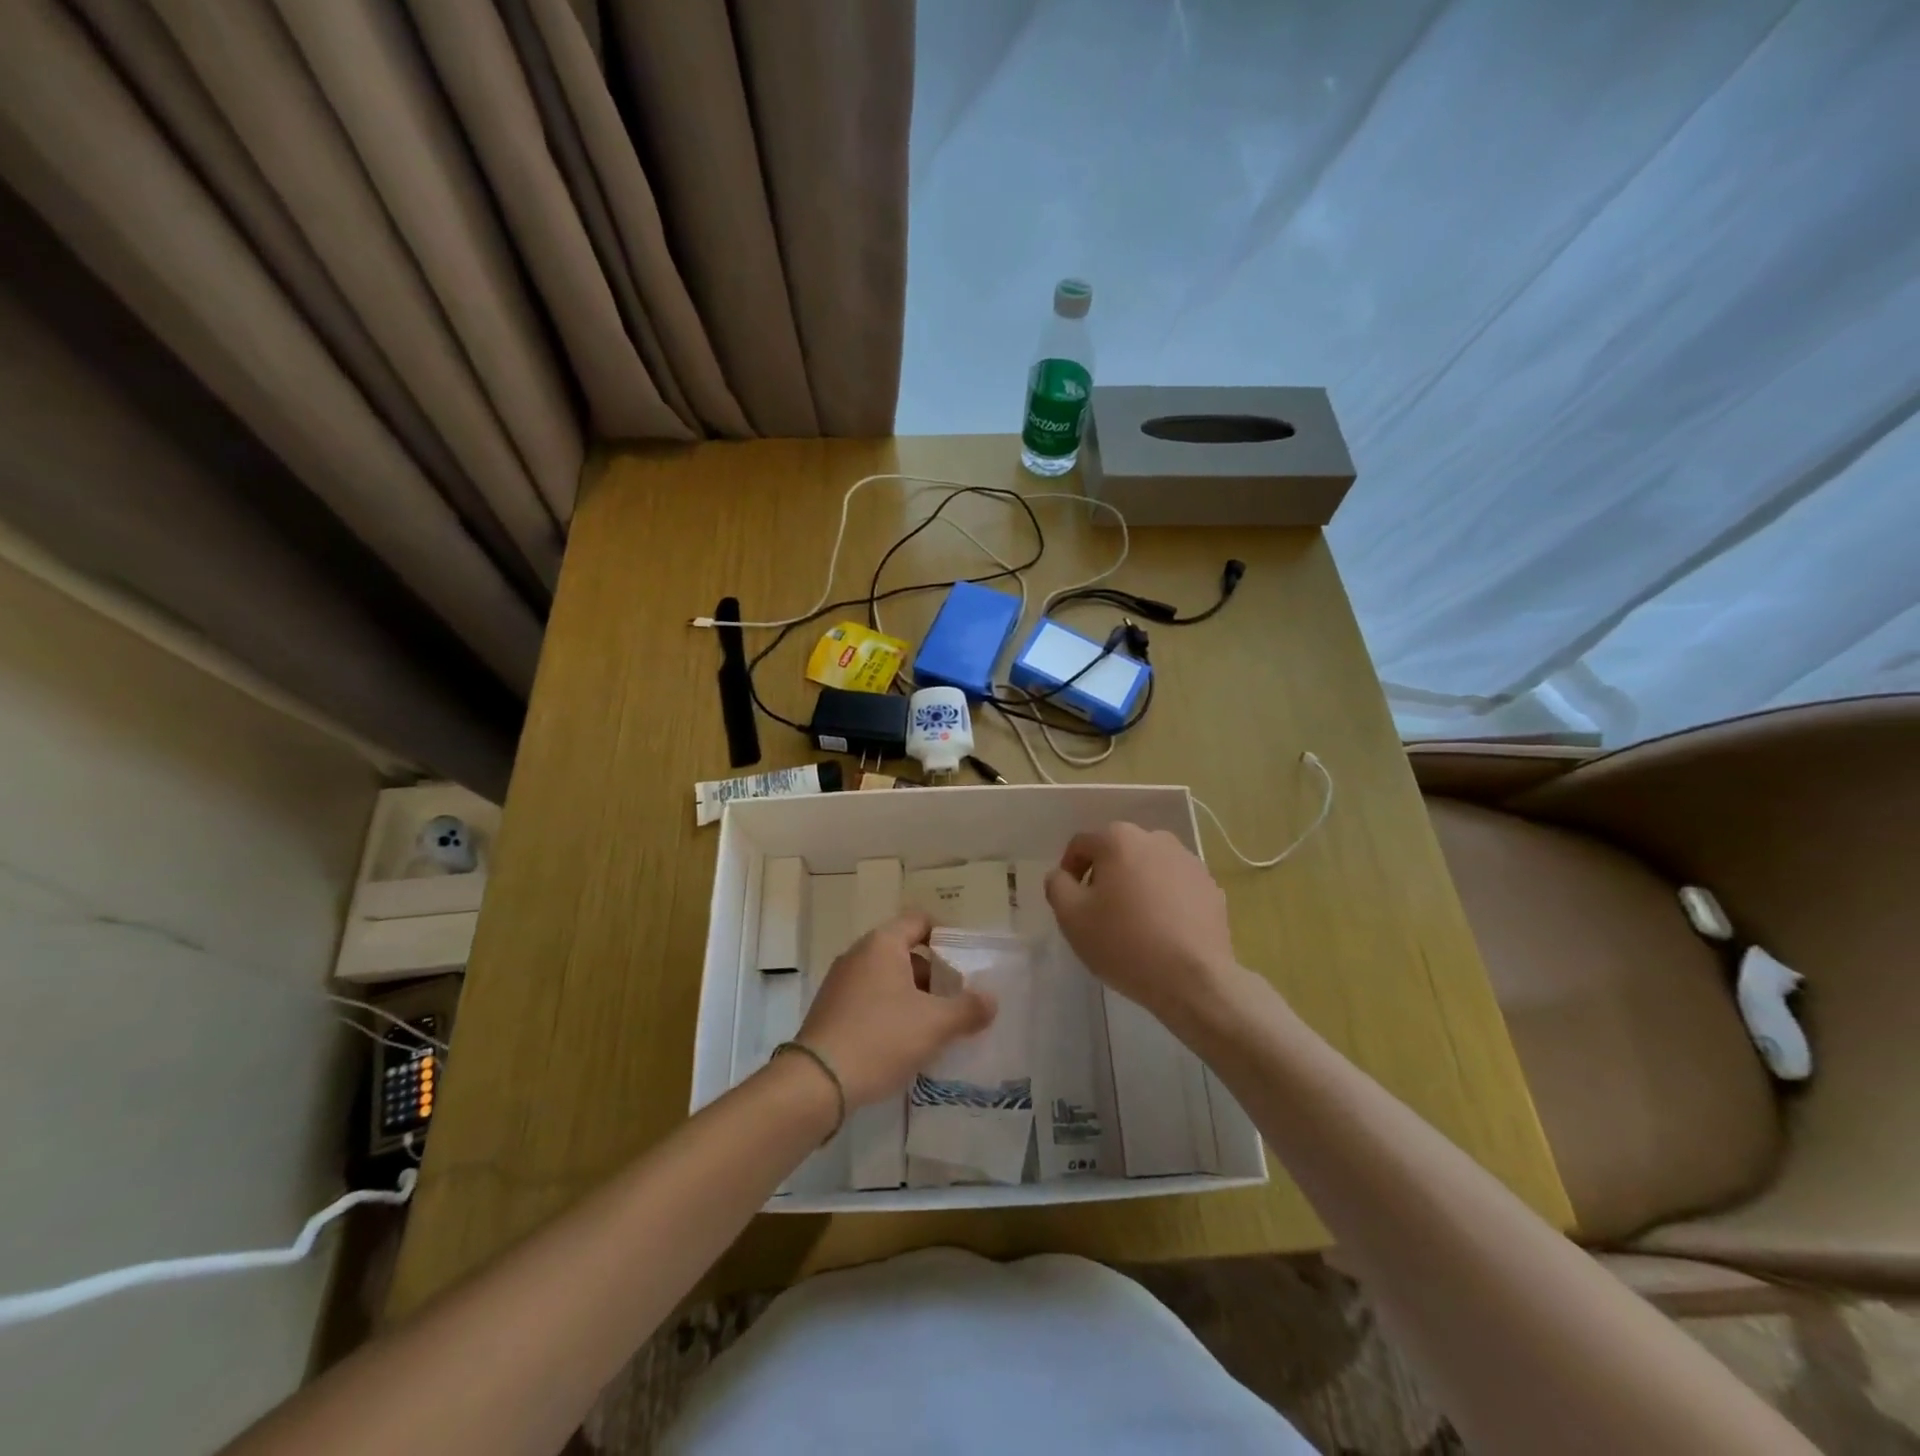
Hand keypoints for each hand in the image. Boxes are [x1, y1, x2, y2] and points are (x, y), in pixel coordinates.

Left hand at [796, 911, 996, 1108]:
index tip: (966, 964)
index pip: (920, 921)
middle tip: (957, 1002)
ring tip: (936, 1027)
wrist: (817, 1082)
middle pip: (905, 951)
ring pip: (888, 979)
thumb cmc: (881, 1038)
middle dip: (934, 975)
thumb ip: (968, 1008)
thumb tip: (991, 1000)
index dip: (946, 937)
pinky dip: (891, 1012)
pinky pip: (870, 1000)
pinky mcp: (831, 1010)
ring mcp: (840, 982)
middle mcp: (858, 954)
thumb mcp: (935, 1024)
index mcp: (882, 944)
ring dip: (913, 997)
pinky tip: (905, 1043)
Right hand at [1045, 823, 1241, 1030]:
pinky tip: (1162, 932)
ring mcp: (1189, 862)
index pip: (1081, 845)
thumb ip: (1057, 885)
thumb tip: (1063, 875)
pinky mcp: (1211, 887)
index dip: (1070, 871)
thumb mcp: (1071, 916)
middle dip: (1105, 877)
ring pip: (1149, 868)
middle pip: (1118, 853)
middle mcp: (1156, 839)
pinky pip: (1176, 887)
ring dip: (1136, 887)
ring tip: (1134, 924)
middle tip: (1100, 914)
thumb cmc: (1124, 942)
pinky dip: (1165, 901)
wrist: (1193, 979)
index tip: (1071, 902)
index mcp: (1119, 839)